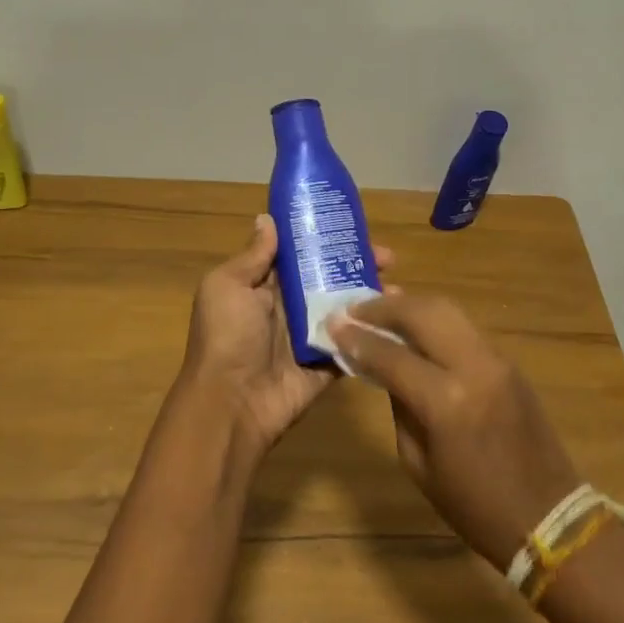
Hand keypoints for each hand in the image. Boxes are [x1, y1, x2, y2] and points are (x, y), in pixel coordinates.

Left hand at [176, 213, 393, 453]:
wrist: (232, 403)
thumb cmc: (226, 337)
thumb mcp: (227, 286)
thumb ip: (252, 256)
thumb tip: (267, 219)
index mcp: (264, 286)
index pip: (300, 255)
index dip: (325, 239)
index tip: (355, 227)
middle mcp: (289, 308)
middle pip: (329, 279)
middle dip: (358, 265)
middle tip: (388, 258)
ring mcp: (311, 336)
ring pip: (346, 309)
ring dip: (372, 296)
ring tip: (397, 285)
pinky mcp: (327, 363)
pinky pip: (354, 343)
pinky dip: (374, 331)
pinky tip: (397, 320)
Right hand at [327, 294, 581, 567]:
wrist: (548, 515)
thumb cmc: (474, 505)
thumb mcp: (418, 464)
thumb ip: (399, 407)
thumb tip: (384, 368)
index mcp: (446, 401)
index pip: (391, 354)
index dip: (357, 337)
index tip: (333, 324)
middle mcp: (474, 367)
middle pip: (424, 312)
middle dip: (384, 306)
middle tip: (355, 308)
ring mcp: (497, 360)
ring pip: (448, 311)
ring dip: (411, 306)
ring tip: (381, 308)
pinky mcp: (510, 363)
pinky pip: (464, 329)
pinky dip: (435, 321)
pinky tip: (415, 327)